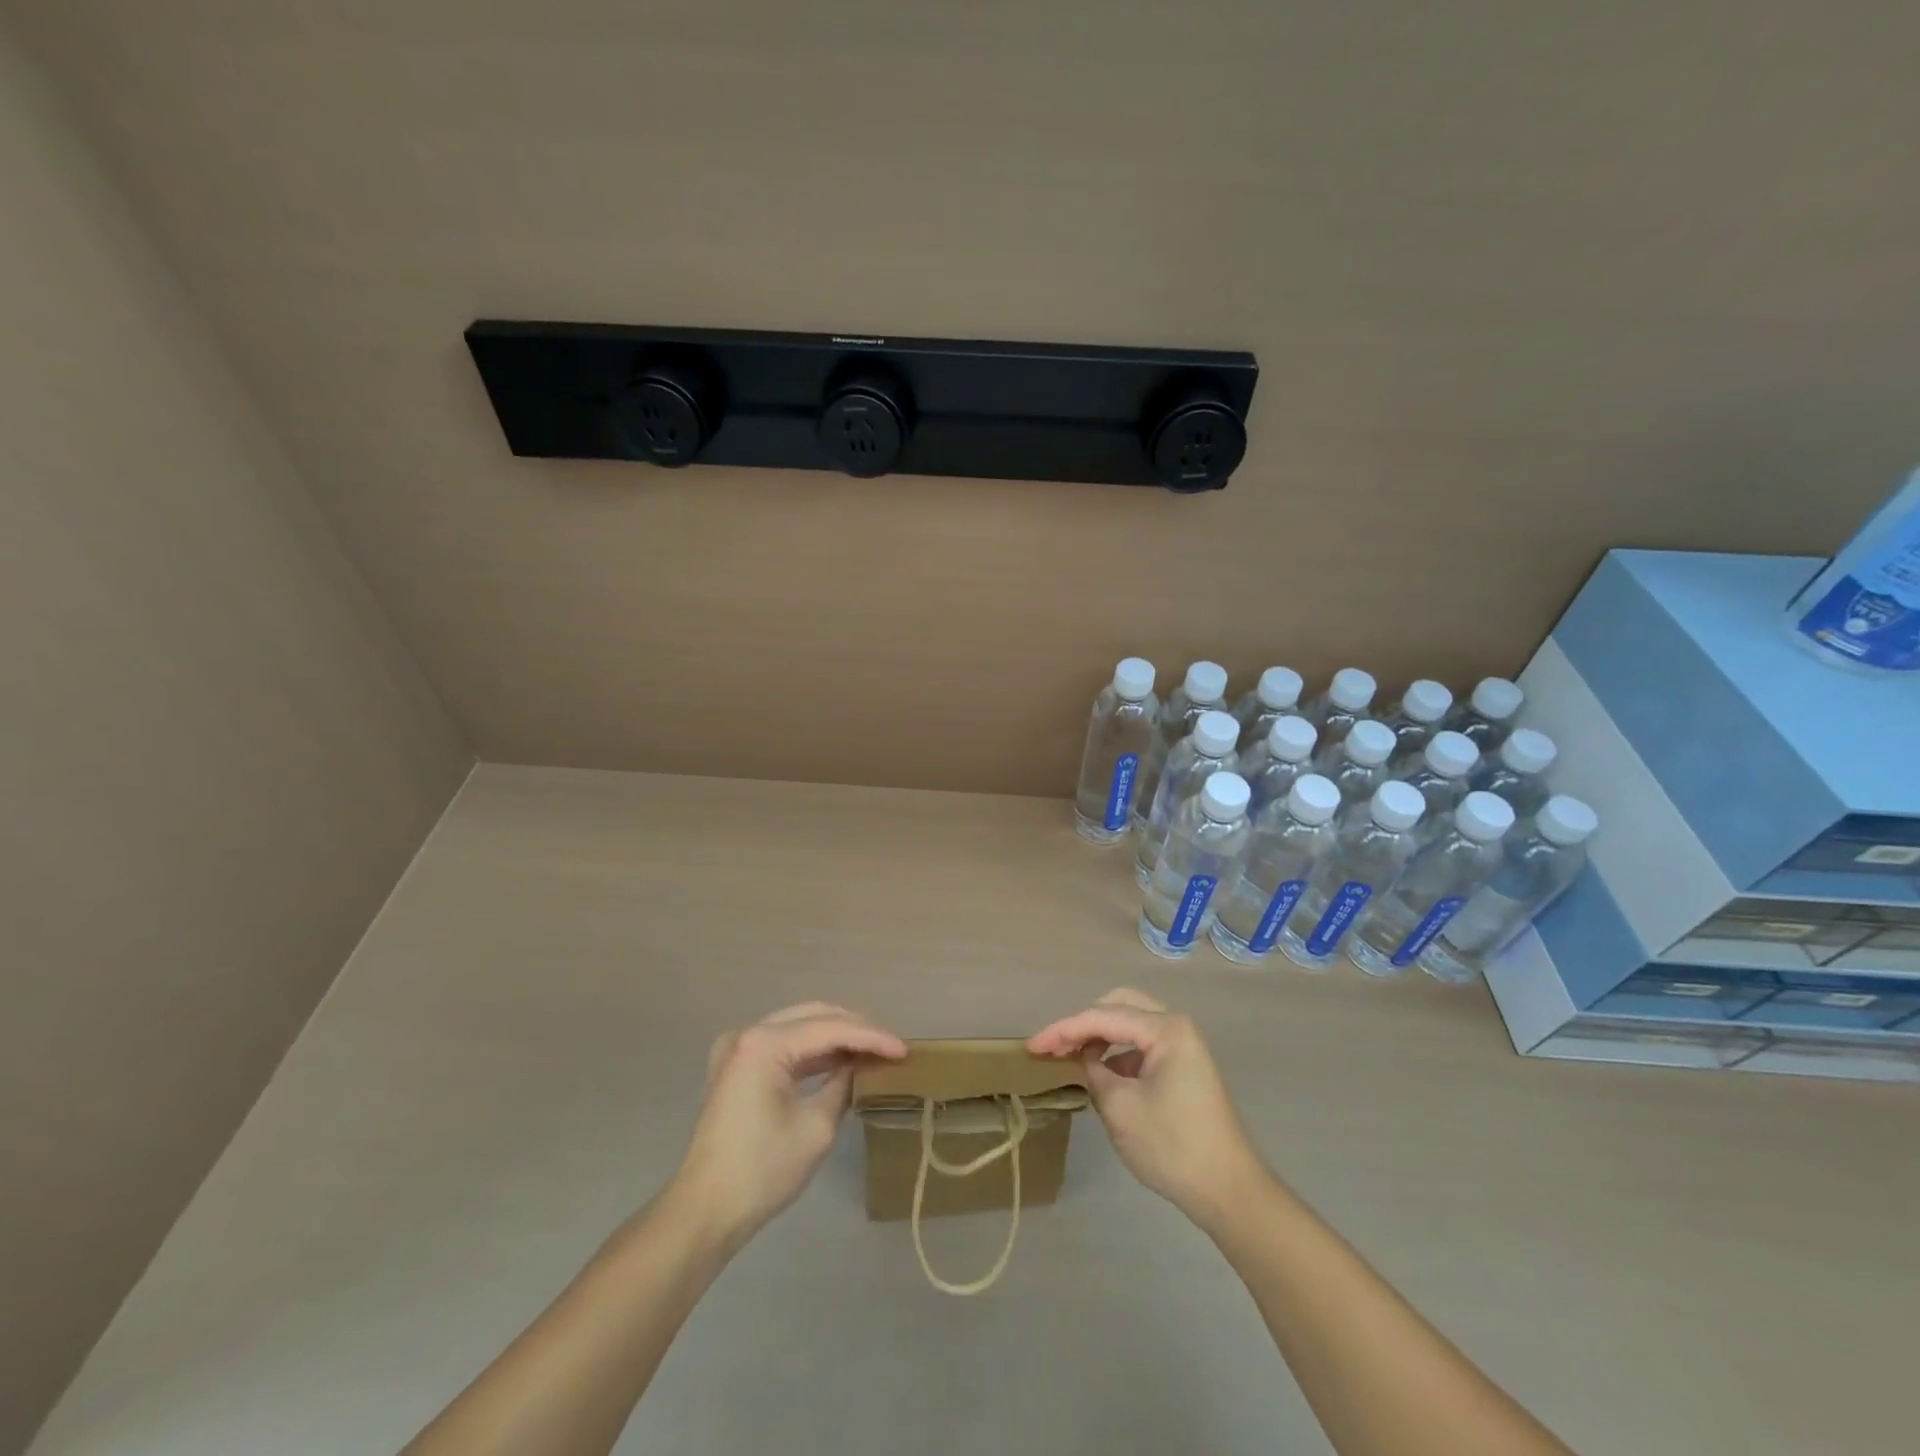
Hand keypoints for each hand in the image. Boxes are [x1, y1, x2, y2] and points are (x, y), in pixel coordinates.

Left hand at [672, 1002, 905, 1244]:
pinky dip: (812, 1051)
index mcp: (764, 1043)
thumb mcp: (817, 1128)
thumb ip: (844, 1084)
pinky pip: (782, 1045)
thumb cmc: (762, 1171)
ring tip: (872, 1051)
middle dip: (854, 1028)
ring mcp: (738, 1048)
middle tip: (889, 1047)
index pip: (830, 1028)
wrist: (704, 1212)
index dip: (871, 1038)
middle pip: (813, 1016)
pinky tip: (840, 1060)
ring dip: (835, 1037)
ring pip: (798, 1026)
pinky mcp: (735, 1067)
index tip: (904, 1050)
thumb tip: (862, 1067)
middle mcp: (748, 1034)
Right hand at [1029, 988, 1266, 1227]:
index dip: (1062, 1030)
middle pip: (1119, 1006)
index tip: (1032, 1047)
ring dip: (1100, 1037)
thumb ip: (1093, 1073)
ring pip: (1131, 1023)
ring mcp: (1184, 1046)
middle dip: (1083, 1023)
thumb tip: (1085, 1061)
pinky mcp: (1184, 1067)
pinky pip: (1142, 1045)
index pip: (1101, 1017)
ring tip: (1072, 1059)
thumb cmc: (1173, 1146)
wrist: (1229, 1191)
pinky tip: (1102, 1075)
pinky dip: (1118, 1053)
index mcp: (1165, 1029)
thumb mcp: (1120, 1108)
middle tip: (1055, 1047)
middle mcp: (1176, 1026)